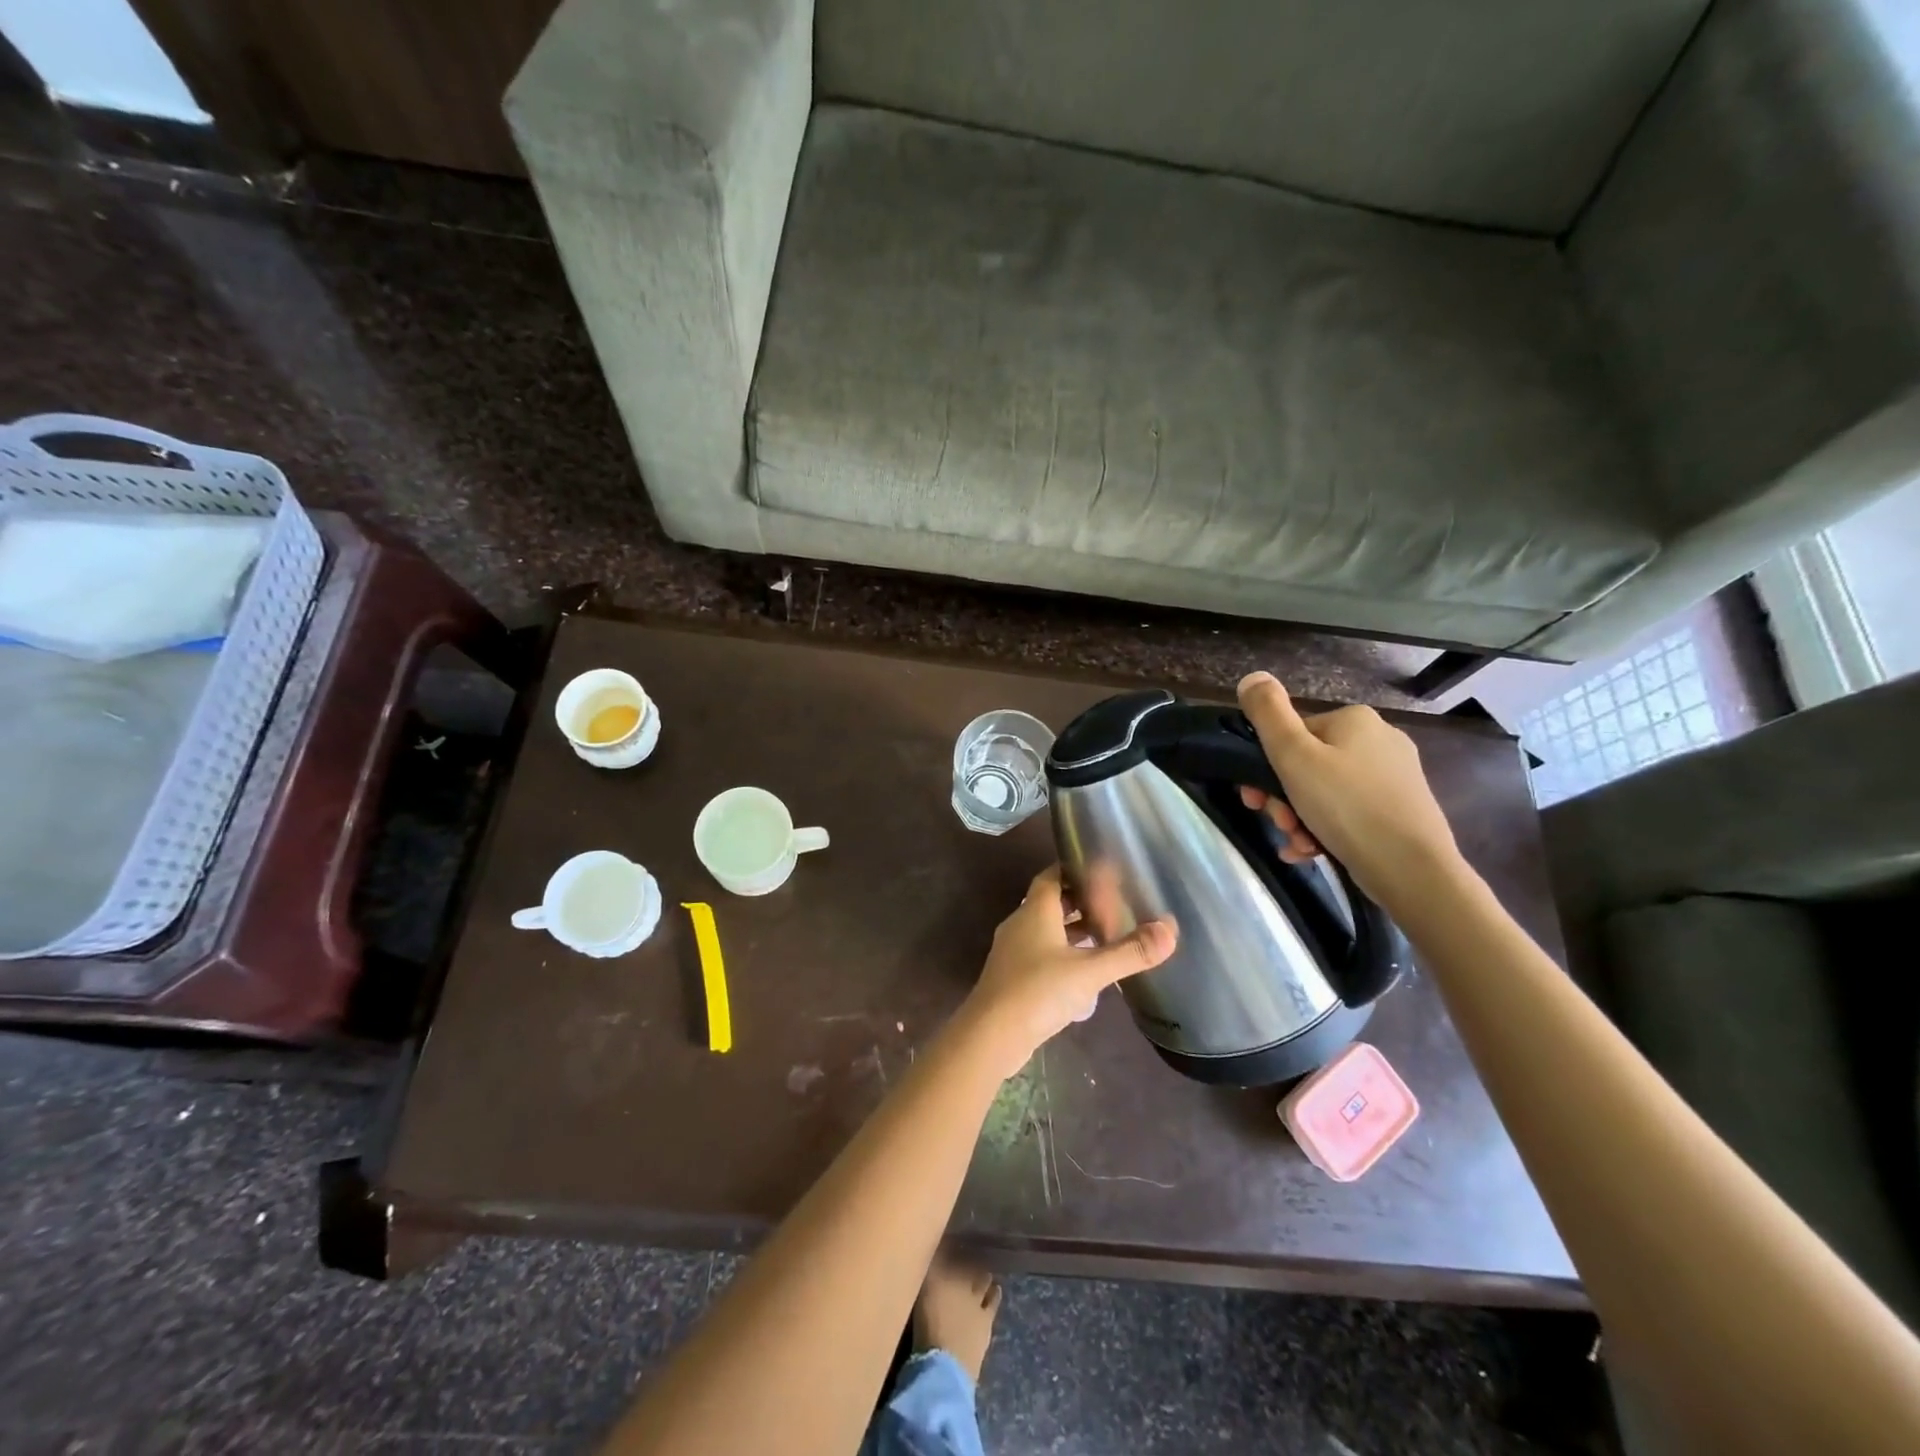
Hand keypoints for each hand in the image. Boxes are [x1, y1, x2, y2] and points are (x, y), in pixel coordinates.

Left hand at [959, 866, 1175, 1078]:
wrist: (990, 1035)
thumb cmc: (1038, 991)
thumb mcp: (1090, 971)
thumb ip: (1130, 952)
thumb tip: (1170, 929)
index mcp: (1035, 911)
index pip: (1052, 876)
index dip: (1074, 869)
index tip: (1101, 869)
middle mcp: (1020, 924)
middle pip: (1050, 902)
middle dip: (1079, 901)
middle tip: (1113, 902)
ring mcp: (1013, 952)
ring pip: (1046, 930)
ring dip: (1072, 929)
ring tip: (1106, 934)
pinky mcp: (1012, 977)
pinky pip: (1041, 953)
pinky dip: (1063, 952)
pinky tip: (1084, 970)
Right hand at [1235, 671, 1461, 911]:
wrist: (1412, 870)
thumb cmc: (1346, 806)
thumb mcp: (1294, 756)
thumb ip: (1268, 714)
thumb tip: (1252, 677)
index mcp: (1354, 720)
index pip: (1292, 734)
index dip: (1264, 767)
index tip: (1254, 798)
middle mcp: (1379, 739)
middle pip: (1308, 765)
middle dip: (1283, 798)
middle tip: (1278, 823)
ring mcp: (1394, 777)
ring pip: (1325, 793)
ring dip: (1299, 819)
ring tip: (1297, 844)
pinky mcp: (1401, 810)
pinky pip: (1348, 814)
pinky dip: (1324, 830)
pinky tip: (1311, 852)